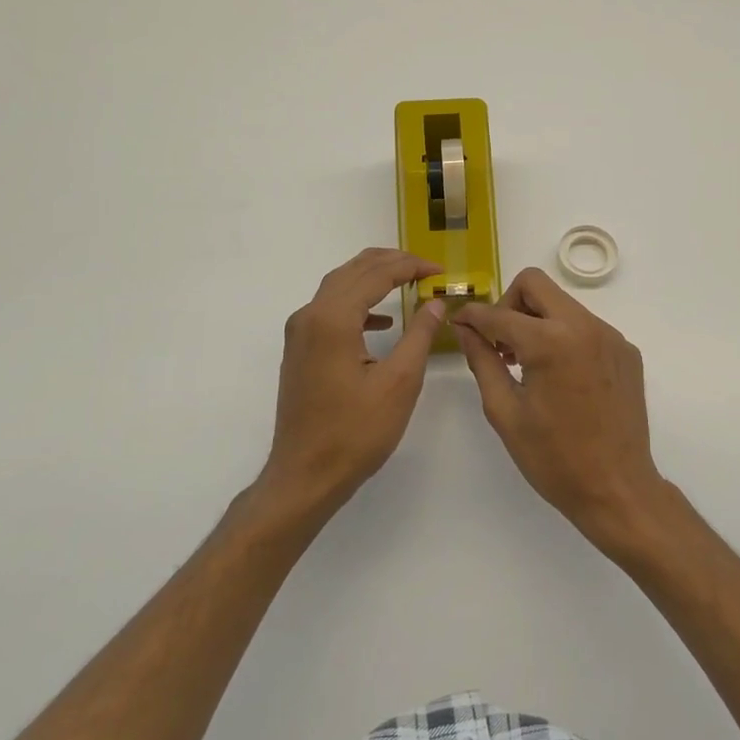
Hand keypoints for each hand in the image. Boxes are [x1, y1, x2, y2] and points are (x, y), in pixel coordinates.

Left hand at [262, 248, 447, 516]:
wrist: (305, 476)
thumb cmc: (355, 432)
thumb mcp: (399, 382)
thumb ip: (419, 335)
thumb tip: (435, 303)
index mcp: (333, 319)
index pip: (375, 274)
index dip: (410, 266)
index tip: (439, 270)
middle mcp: (310, 316)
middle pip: (352, 271)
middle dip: (390, 263)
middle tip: (425, 268)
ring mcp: (300, 333)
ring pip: (339, 286)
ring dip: (373, 278)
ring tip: (408, 280)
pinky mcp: (300, 350)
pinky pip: (330, 309)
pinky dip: (358, 304)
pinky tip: (382, 321)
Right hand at [452, 268, 667, 552]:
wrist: (618, 490)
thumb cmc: (554, 459)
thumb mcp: (505, 412)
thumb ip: (482, 361)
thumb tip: (465, 328)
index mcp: (551, 342)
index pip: (499, 313)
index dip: (473, 316)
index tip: (459, 323)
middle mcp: (585, 326)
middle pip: (535, 285)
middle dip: (508, 304)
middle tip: (500, 342)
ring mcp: (611, 336)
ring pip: (562, 303)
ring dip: (537, 321)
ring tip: (526, 364)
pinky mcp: (626, 350)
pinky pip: (585, 326)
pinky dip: (564, 337)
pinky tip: (560, 378)